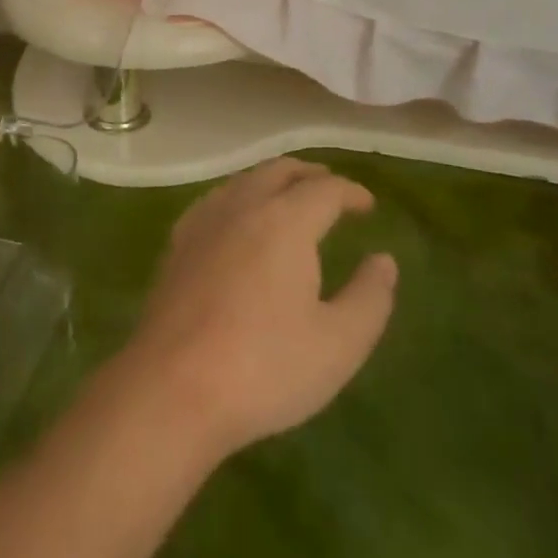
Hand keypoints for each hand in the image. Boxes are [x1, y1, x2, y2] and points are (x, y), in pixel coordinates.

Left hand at [108, 157, 398, 466]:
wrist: (173, 385)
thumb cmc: (265, 367)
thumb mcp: (338, 344)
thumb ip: (369, 298)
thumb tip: (384, 260)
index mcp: (284, 221)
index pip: (323, 189)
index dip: (350, 192)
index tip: (367, 204)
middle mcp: (242, 206)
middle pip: (278, 172)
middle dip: (309, 174)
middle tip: (331, 189)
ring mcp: (204, 220)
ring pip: (244, 181)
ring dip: (273, 181)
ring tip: (290, 199)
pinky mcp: (178, 241)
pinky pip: (216, 200)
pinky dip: (240, 197)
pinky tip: (240, 221)